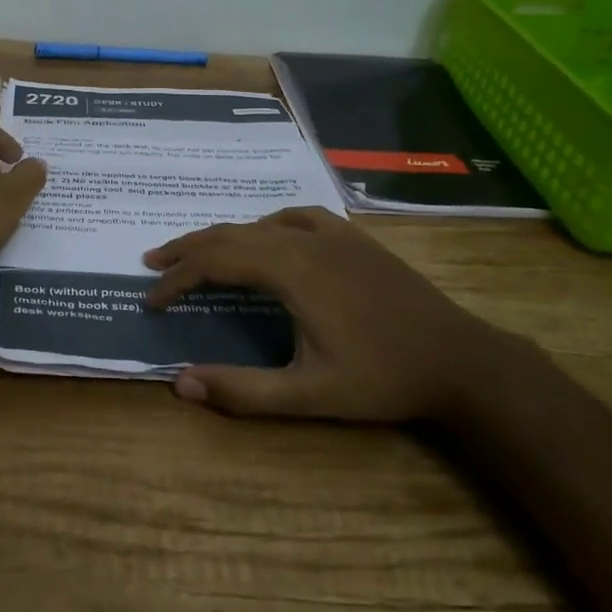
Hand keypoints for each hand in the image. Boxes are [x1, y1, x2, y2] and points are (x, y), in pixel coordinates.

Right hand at [143, 207, 528, 422]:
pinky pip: (299, 218)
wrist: (461, 359)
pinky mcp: (355, 239)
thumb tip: (179, 383)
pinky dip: (267, 224)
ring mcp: (334, 235)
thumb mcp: (310, 394)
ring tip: (196, 250)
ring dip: (223, 235)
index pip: (216, 262)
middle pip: (232, 234)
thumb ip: (243, 390)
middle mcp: (306, 241)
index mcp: (292, 272)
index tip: (151, 299)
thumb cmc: (383, 378)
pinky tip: (268, 235)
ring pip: (262, 223)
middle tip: (154, 264)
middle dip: (188, 249)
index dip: (178, 279)